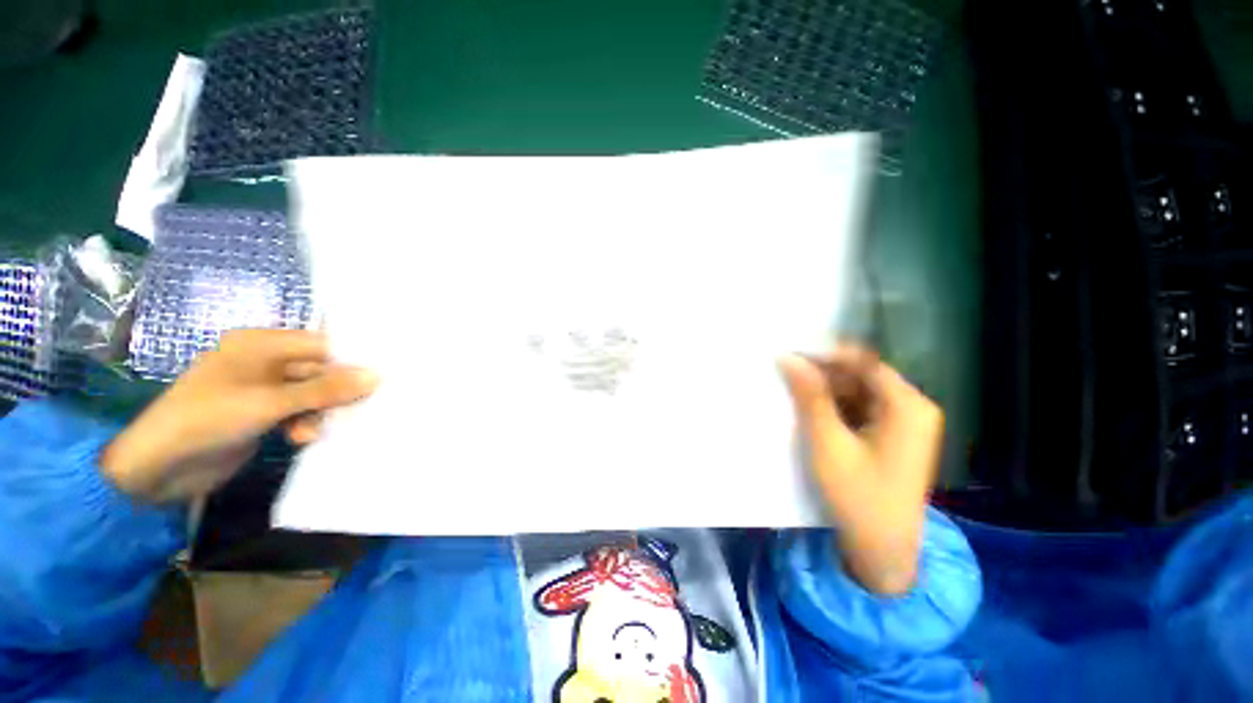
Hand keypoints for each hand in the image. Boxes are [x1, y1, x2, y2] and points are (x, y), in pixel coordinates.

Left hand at [101, 329, 377, 503]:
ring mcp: (261, 389)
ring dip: (320, 412)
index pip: (321, 344)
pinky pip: (297, 411)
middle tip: (361, 407)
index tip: (383, 375)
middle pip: (318, 370)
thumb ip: (325, 390)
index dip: (352, 359)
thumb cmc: (208, 419)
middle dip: (337, 391)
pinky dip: (304, 423)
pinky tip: (302, 438)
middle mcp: (263, 361)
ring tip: (316, 431)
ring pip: (311, 393)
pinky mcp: (259, 413)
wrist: (156, 469)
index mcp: (260, 344)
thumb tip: (377, 376)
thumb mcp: (270, 403)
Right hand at [779, 346, 942, 594]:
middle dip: (824, 374)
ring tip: (793, 392)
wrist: (881, 550)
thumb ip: (809, 396)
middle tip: (786, 375)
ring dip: (826, 391)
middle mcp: (912, 408)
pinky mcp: (893, 436)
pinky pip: (861, 408)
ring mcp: (905, 423)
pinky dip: (835, 407)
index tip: (790, 354)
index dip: (826, 354)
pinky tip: (811, 412)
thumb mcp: (827, 442)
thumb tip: (789, 358)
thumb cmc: (857, 496)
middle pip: (862, 375)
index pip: (864, 362)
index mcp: (908, 406)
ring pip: (859, 391)